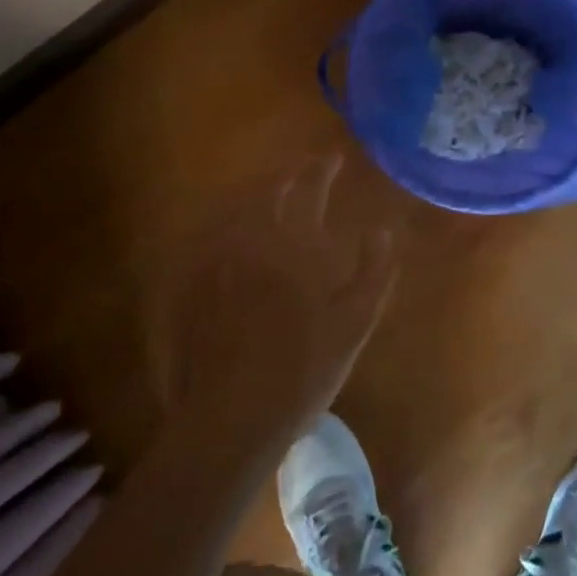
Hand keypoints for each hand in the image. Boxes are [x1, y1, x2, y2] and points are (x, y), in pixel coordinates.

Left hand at [154, 153, 396, 456]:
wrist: (232, 417)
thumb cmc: (302, 372)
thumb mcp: (353, 325)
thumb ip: (373, 273)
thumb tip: (382, 231)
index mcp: (292, 248)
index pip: (308, 191)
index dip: (321, 170)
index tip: (334, 157)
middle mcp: (251, 243)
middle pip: (268, 193)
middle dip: (289, 177)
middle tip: (305, 173)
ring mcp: (217, 263)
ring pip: (237, 211)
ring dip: (259, 196)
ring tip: (275, 195)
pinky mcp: (194, 285)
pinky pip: (213, 237)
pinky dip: (230, 224)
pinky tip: (236, 233)